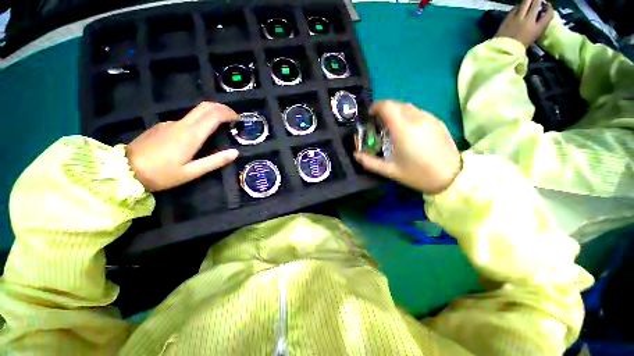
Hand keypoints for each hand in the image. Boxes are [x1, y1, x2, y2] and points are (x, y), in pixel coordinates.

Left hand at [126, 102, 238, 191]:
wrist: (123, 170)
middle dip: (222, 108)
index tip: (238, 119)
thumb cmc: (161, 174)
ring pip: (196, 112)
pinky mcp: (163, 126)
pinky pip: (186, 120)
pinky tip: (200, 134)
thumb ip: (215, 161)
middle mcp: (182, 124)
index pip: (214, 115)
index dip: (228, 113)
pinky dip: (200, 121)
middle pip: (205, 106)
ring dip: (212, 114)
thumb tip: (235, 152)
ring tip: (221, 126)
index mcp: (191, 135)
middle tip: (233, 117)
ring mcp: (170, 123)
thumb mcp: (191, 172)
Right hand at [354, 101, 461, 194]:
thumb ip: (369, 162)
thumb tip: (355, 155)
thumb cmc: (418, 174)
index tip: (370, 116)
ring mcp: (429, 118)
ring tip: (392, 126)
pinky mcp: (437, 121)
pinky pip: (418, 112)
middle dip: (383, 110)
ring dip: (396, 112)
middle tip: (378, 123)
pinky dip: (407, 115)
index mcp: (403, 129)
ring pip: (407, 106)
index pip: (386, 106)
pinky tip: (407, 130)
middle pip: (396, 104)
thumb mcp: (390, 171)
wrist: (451, 177)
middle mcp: (416, 118)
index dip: (375, 107)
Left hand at [495, 0, 553, 47]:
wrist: (502, 51)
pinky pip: (515, 8)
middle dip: (538, 0)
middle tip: (537, 1)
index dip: (549, 8)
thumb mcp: (533, 38)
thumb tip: (540, 18)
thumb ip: (537, 27)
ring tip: (529, 3)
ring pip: (526, 2)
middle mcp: (529, 20)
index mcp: (537, 28)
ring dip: (528, 1)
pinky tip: (519, 8)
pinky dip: (518, 7)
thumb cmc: (518, 49)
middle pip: (536, 3)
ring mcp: (518, 17)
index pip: (549, 14)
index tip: (548, 6)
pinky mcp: (508, 18)